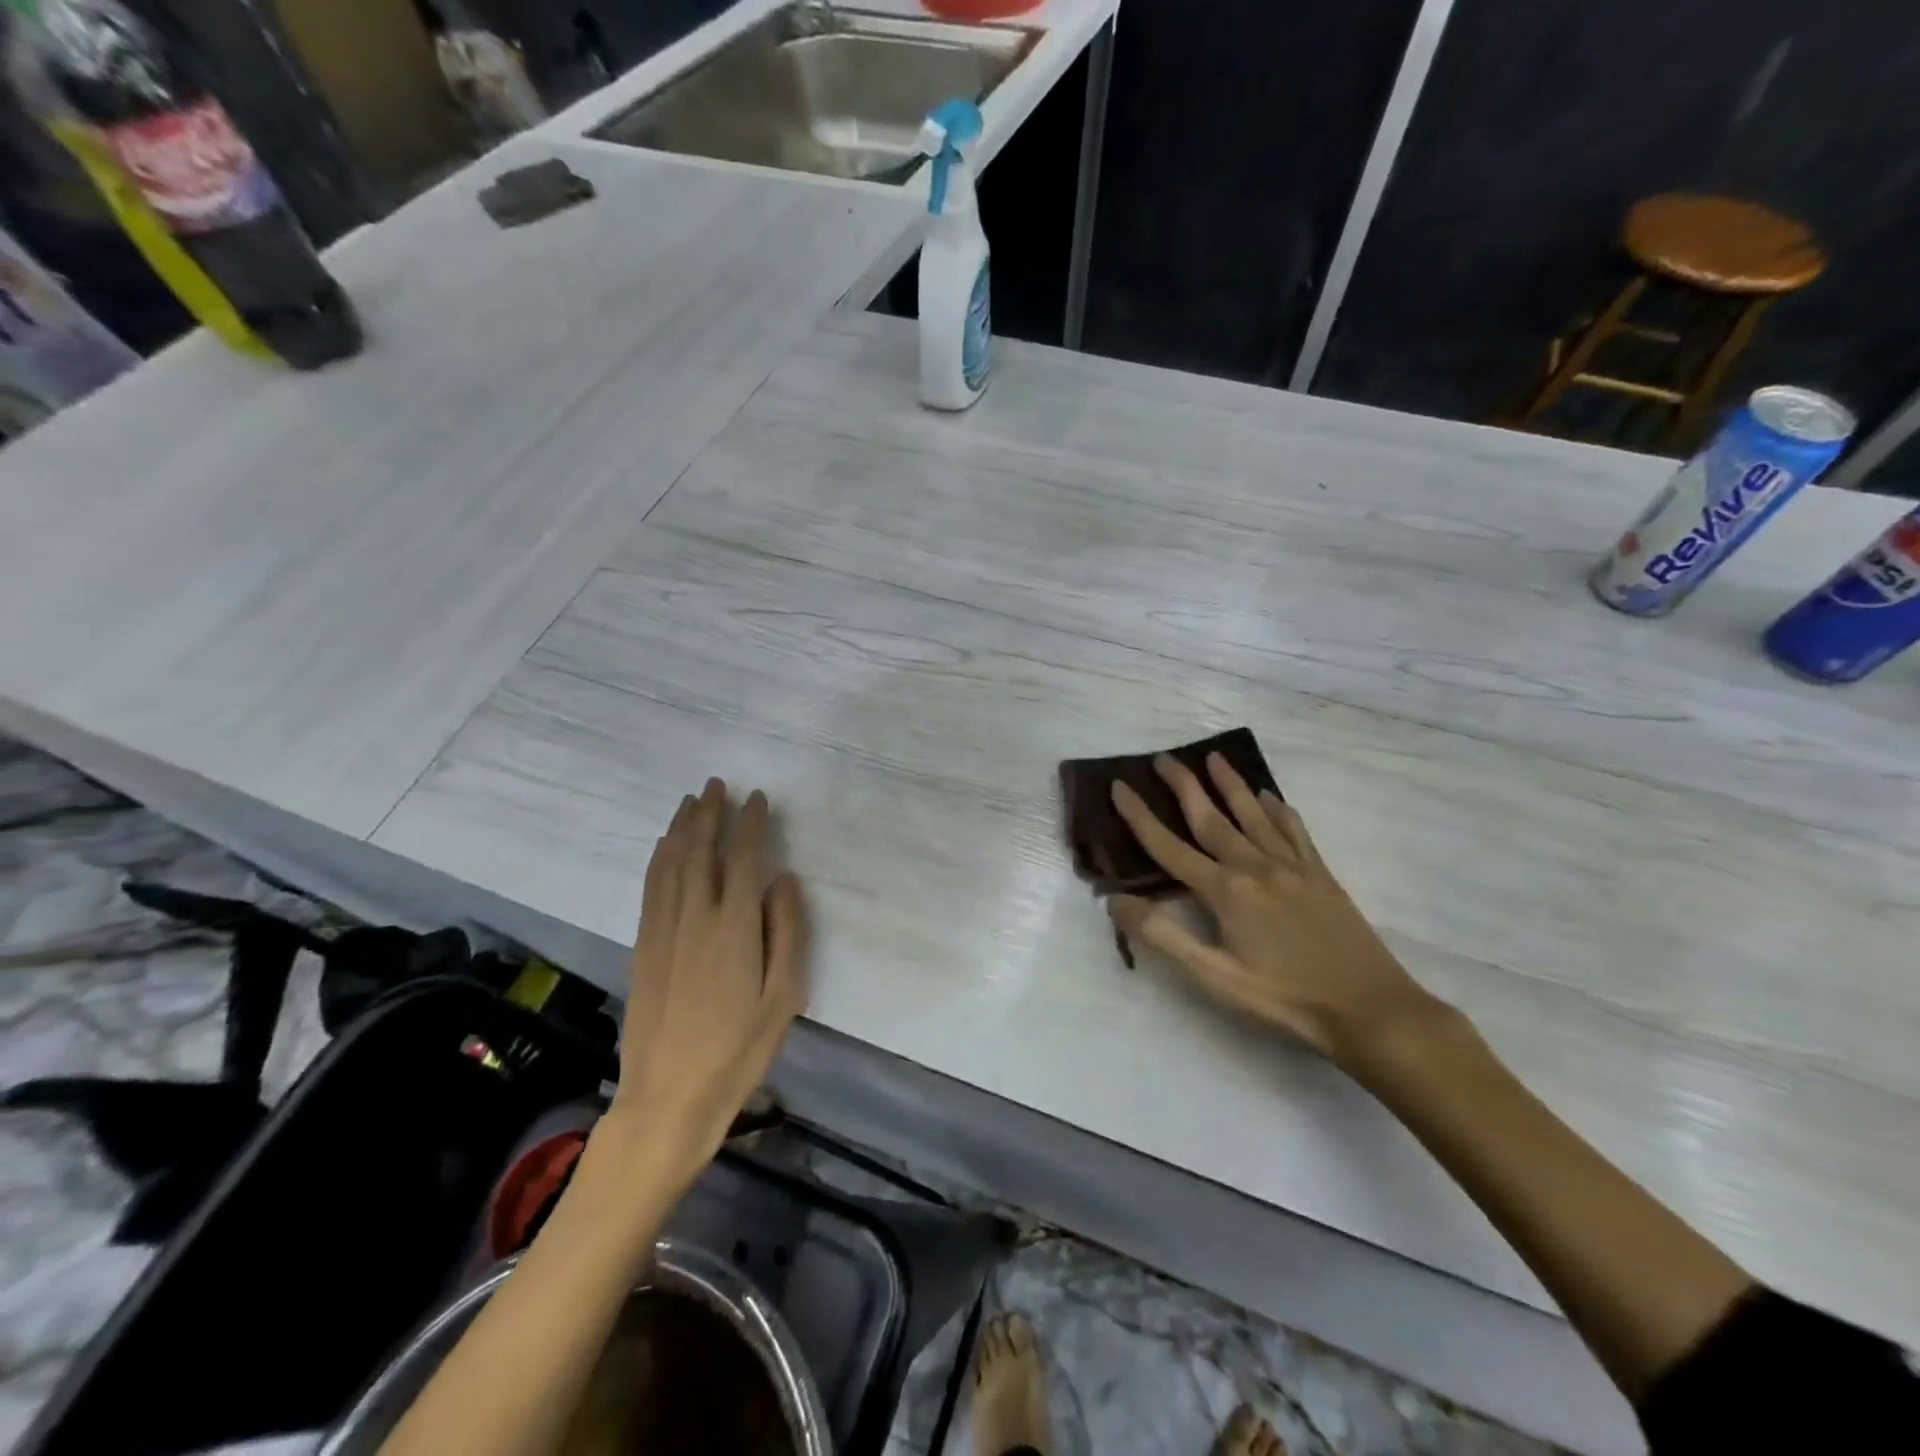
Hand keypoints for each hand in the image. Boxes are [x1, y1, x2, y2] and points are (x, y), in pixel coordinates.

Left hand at [605, 779, 807, 1189]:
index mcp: (733, 928)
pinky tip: (664, 847)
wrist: (667, 1098)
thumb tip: (785, 879)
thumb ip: (787, 932)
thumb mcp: (783, 997)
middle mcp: (693, 918)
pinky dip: (659, 857)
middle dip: (709, 813)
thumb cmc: (738, 1051)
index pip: (742, 858)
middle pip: (699, 851)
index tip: (758, 798)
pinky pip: (650, 887)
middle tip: (718, 784)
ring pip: (669, 863)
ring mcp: (661, 931)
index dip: (750, 824)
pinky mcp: (642, 947)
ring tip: (692, 801)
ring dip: (681, 828)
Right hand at [1108, 753, 1442, 1065]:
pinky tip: (1270, 797)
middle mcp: (1255, 866)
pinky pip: (1294, 830)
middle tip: (1163, 757)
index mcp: (1225, 891)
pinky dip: (1278, 809)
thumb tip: (1115, 901)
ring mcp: (1291, 866)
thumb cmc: (1284, 998)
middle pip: (1210, 818)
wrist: (1370, 1008)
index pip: (1169, 846)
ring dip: (1230, 784)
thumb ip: (1164, 936)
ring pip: (1252, 814)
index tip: (1118, 785)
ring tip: (1213, 757)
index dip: (1139, 816)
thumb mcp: (1215, 977)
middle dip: (1183, 785)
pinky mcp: (1320, 874)